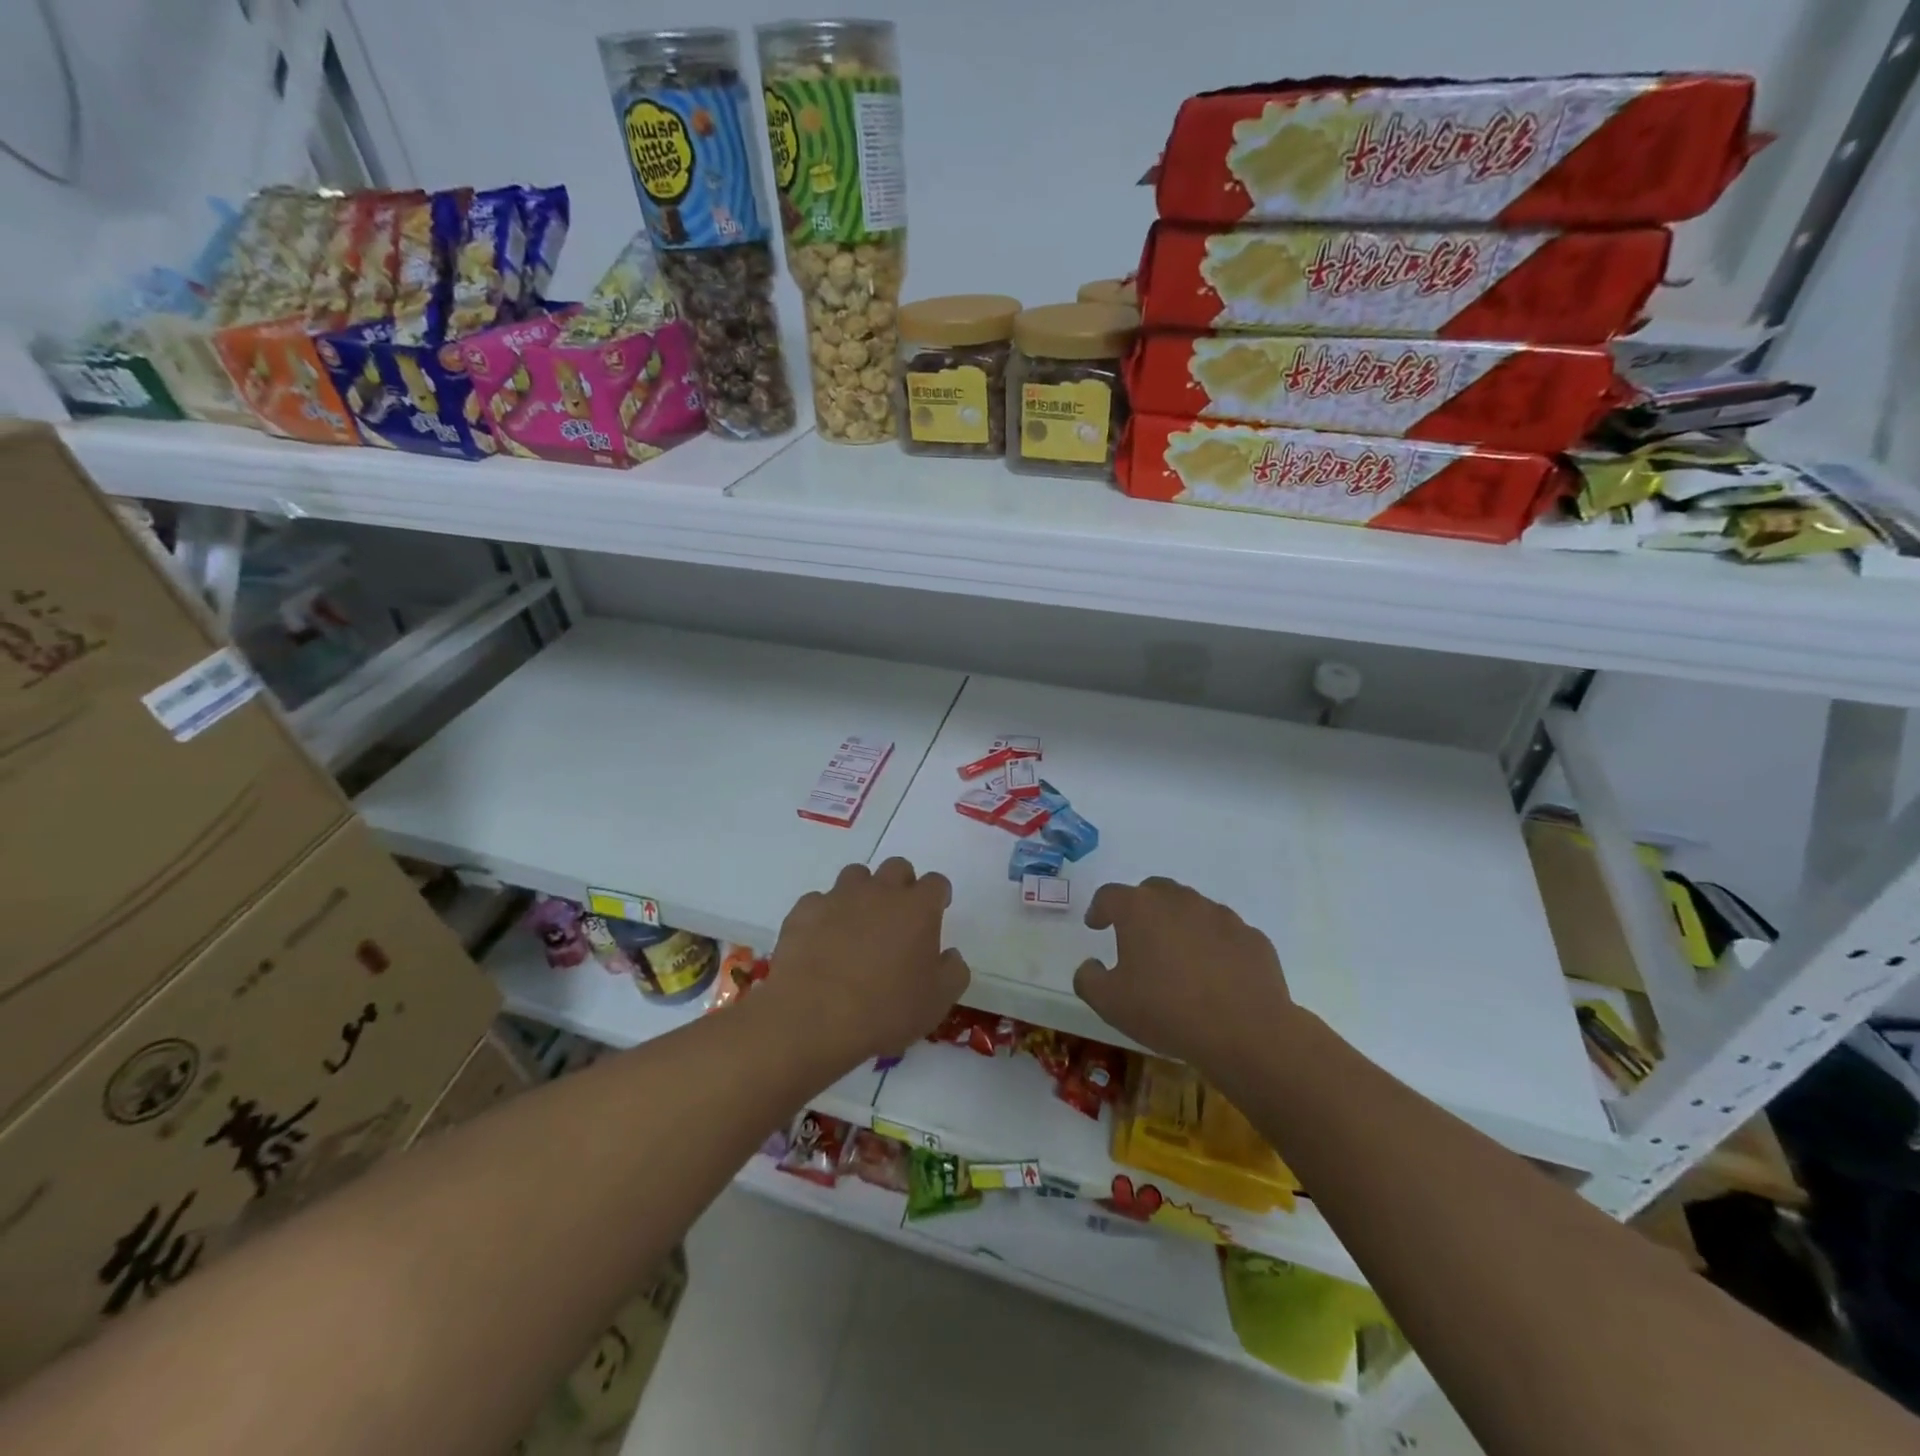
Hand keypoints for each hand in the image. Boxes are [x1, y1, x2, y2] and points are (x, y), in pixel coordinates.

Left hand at [763, 858, 969, 1065]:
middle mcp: (879, 892)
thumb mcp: (937, 1002)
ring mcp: (838, 897)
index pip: (936, 883)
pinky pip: (818, 901)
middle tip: (898, 917)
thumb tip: (950, 955)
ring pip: (856, 876)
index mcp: (917, 908)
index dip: (938, 896)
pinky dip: (824, 915)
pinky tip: (821, 941)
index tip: (937, 912)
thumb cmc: (886, 1010)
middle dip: (901, 885)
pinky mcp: (803, 911)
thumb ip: (953, 971)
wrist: (814, 1019)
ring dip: (862, 893)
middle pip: (896, 868)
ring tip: (858, 926)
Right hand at [1073, 877, 1293, 1069]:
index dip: (1099, 908)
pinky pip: (1224, 933)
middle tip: (1136, 936)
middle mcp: (1179, 901)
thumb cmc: (1167, 1011)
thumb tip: (1091, 965)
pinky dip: (1213, 945)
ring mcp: (1220, 915)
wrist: (1246, 1032)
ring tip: (1178, 958)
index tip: (1096, 925)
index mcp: (1139, 909)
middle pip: (1153, 891)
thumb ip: (1089, 979)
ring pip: (1191, 909)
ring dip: (1179, 924)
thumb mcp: (1110, 1003)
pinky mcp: (1251, 936)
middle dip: (1141, 908)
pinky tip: (1214, 975)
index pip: (1109, 895)